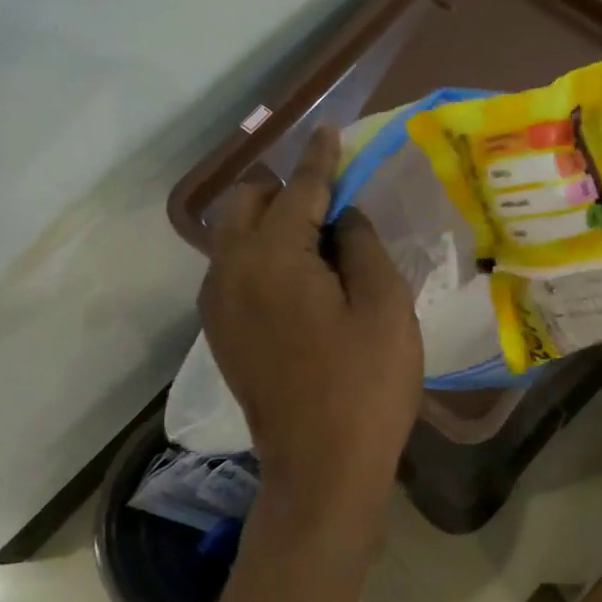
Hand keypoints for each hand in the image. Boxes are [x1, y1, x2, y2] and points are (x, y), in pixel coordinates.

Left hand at [199, 128, 422, 549]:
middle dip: (284, 189)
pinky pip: (233, 272)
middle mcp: (231, 271)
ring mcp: (218, 306)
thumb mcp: (384, 306)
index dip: (320, 159)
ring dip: (270, 224)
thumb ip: (361, 244)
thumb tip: (342, 215)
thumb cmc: (366, 385)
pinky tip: (299, 282)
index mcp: (273, 258)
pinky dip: (260, 257)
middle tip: (332, 204)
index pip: (299, 189)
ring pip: (233, 238)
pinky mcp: (221, 335)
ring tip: (318, 243)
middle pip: (247, 204)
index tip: (328, 132)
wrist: (321, 469)